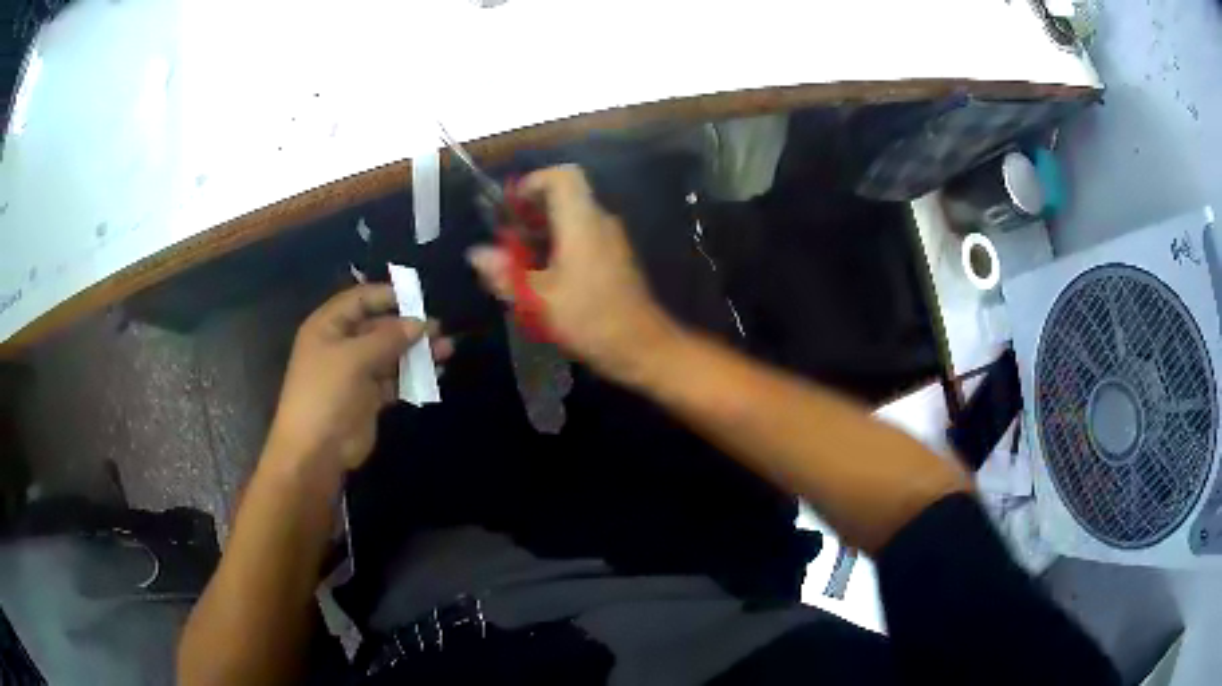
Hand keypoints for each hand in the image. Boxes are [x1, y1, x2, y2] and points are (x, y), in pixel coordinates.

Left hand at [265, 284, 453, 475]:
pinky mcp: (368, 397)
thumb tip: (420, 323)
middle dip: (408, 327)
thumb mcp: (355, 358)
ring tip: (446, 351)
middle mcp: (341, 344)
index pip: (360, 299)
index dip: (388, 296)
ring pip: (390, 354)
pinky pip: (393, 380)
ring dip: (416, 352)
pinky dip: (412, 377)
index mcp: (328, 326)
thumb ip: (388, 338)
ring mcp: (355, 372)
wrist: (315, 451)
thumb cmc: (326, 394)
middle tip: (439, 330)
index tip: (419, 300)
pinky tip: (435, 375)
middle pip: (379, 327)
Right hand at [468, 165, 677, 384]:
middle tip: (507, 240)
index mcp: (582, 221)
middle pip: (565, 196)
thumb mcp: (539, 300)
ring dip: (543, 232)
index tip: (510, 209)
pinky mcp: (616, 259)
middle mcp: (600, 222)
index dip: (532, 182)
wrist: (644, 347)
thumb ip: (504, 274)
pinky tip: (543, 278)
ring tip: (518, 262)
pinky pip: (583, 237)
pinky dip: (559, 247)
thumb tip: (476, 253)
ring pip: (573, 218)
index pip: (562, 175)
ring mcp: (612, 240)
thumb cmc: (591, 320)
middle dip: (531, 212)